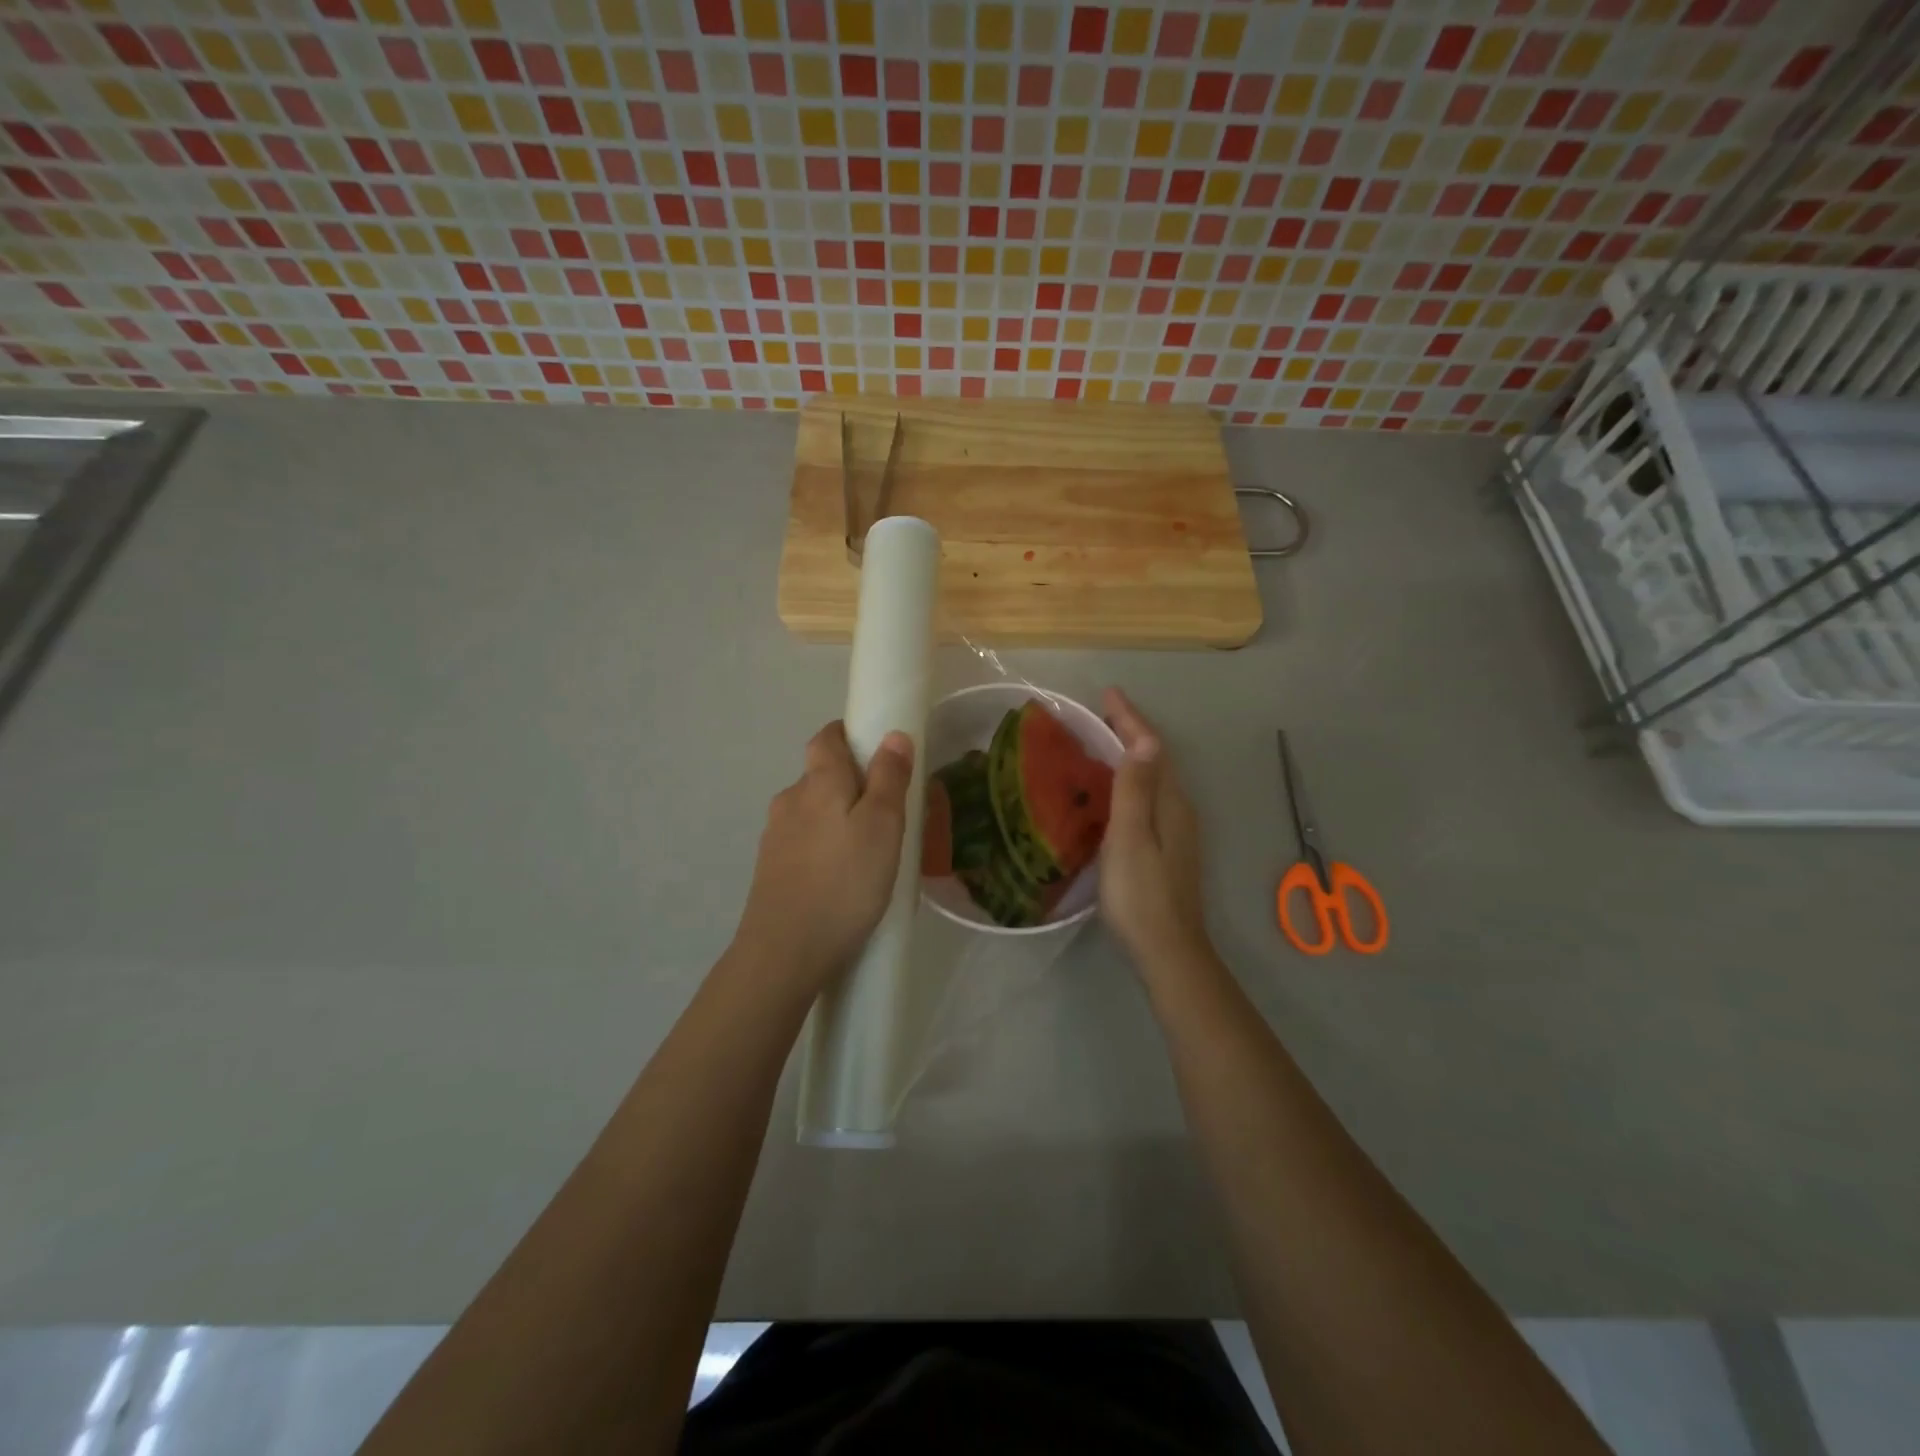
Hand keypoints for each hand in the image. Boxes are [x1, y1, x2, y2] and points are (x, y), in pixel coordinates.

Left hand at [733, 720, 914, 993]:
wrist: (784, 952)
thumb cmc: (844, 883)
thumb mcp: (883, 827)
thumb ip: (889, 778)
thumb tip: (893, 735)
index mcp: (818, 782)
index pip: (827, 737)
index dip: (850, 735)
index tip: (878, 751)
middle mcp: (790, 800)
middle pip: (820, 775)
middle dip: (851, 782)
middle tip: (887, 811)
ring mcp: (775, 836)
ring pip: (812, 812)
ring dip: (838, 818)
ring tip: (869, 850)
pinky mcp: (770, 869)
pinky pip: (804, 842)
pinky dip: (824, 847)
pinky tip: (842, 877)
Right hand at [1099, 689, 1210, 971]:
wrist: (1168, 950)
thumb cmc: (1141, 894)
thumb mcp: (1130, 838)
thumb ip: (1136, 790)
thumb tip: (1145, 740)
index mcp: (1170, 802)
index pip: (1152, 748)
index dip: (1130, 719)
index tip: (1108, 693)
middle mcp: (1178, 809)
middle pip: (1156, 759)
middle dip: (1131, 731)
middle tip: (1099, 713)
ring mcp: (1176, 830)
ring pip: (1153, 778)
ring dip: (1131, 755)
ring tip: (1100, 742)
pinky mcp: (1168, 848)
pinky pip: (1149, 797)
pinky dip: (1130, 780)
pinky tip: (1112, 791)